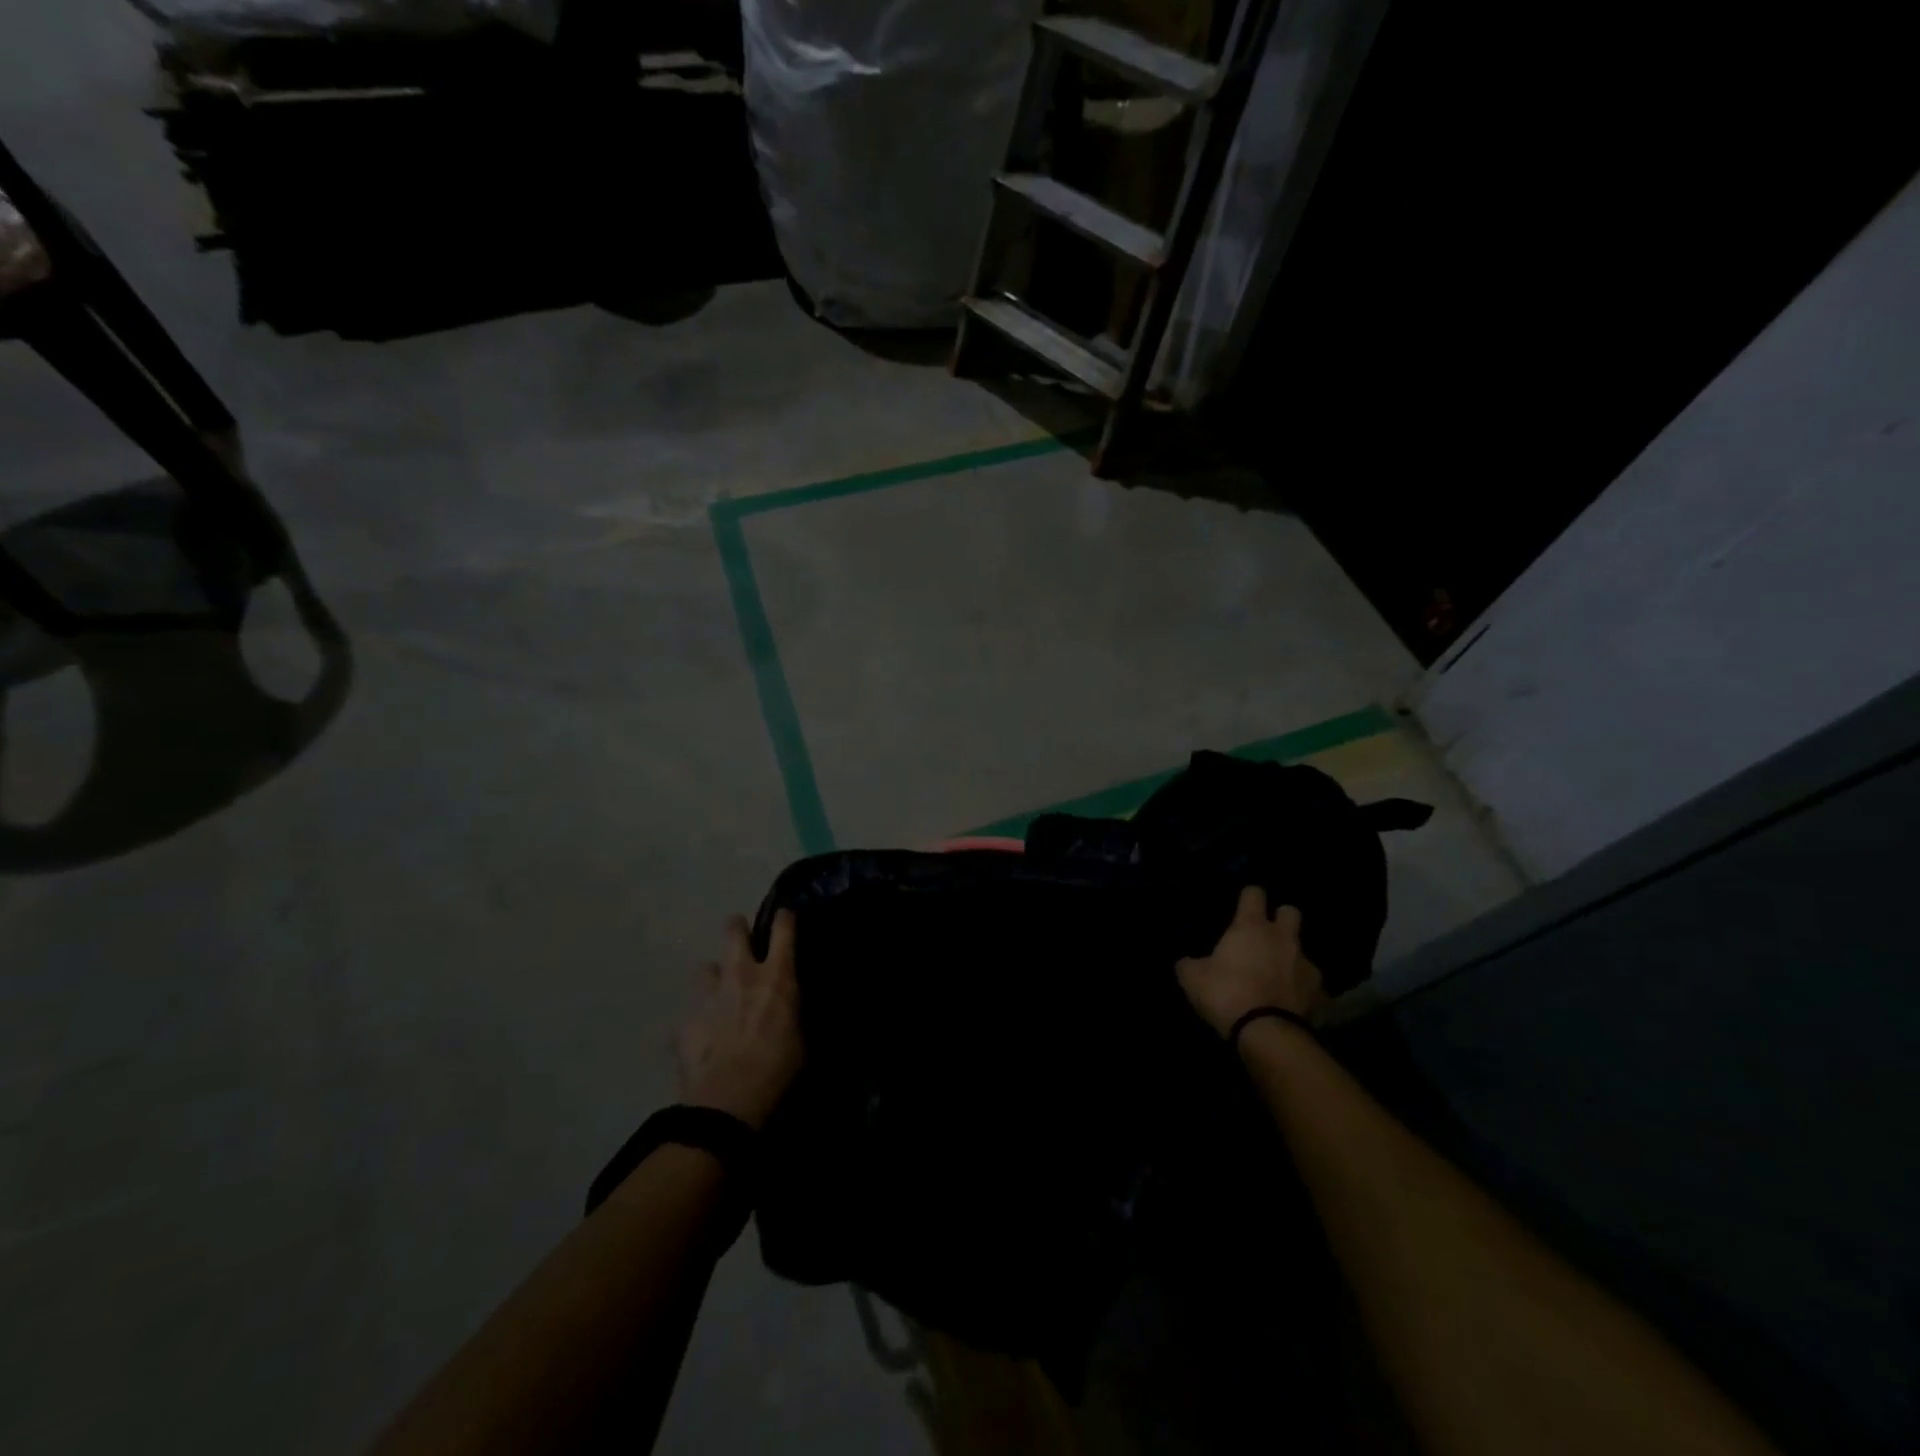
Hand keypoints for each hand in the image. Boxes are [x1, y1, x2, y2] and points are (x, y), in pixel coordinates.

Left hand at [675, 910, 803, 1129]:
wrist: (728, 1103)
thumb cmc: (777, 1070)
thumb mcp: (800, 1038)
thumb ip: (792, 1012)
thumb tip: (791, 1007)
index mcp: (776, 977)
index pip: (783, 927)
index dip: (785, 918)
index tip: (785, 918)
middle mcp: (741, 974)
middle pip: (734, 930)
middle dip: (737, 930)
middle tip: (742, 942)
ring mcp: (708, 995)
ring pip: (705, 967)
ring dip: (713, 978)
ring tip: (717, 996)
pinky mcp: (684, 1020)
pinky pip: (690, 1011)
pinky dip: (697, 1020)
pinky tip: (701, 1039)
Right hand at [1176, 887, 1324, 1037]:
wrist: (1267, 1033)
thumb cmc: (1226, 993)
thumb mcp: (1192, 978)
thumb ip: (1189, 964)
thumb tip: (1186, 962)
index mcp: (1251, 927)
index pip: (1254, 893)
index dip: (1248, 896)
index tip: (1242, 904)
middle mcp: (1283, 938)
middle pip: (1291, 912)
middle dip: (1281, 918)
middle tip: (1265, 934)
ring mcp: (1306, 964)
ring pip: (1302, 950)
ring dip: (1290, 958)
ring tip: (1277, 976)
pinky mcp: (1319, 993)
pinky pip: (1310, 984)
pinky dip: (1301, 990)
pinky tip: (1289, 1002)